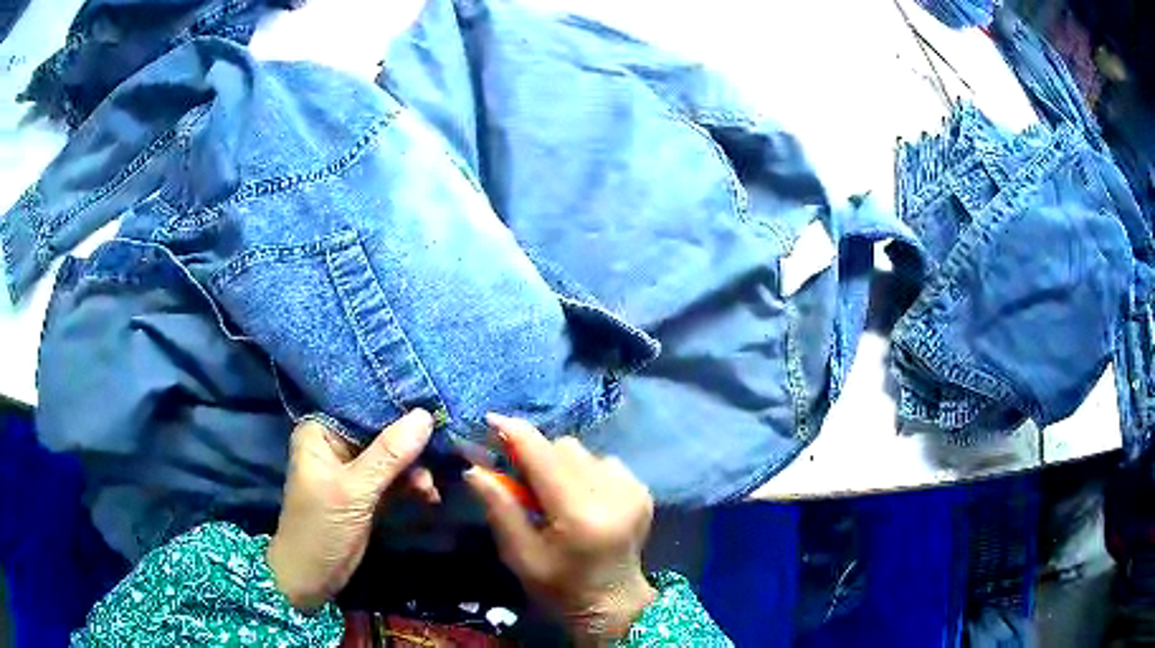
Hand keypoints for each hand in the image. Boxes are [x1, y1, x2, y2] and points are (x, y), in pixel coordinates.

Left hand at [267, 410, 434, 612]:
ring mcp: (353, 470)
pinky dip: (412, 486)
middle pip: (381, 431)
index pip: (362, 406)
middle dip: (411, 443)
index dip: (397, 406)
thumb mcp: (354, 490)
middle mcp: (336, 444)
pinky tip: (429, 495)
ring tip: (430, 487)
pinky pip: (395, 479)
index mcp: (321, 431)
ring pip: (393, 457)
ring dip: (415, 469)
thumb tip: (426, 415)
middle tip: (443, 451)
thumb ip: (389, 454)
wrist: (312, 577)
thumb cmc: (320, 527)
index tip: (434, 405)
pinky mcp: (366, 493)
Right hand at [465, 414, 656, 644]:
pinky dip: (584, 471)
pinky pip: (602, 461)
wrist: (613, 602)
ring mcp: (632, 489)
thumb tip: (474, 467)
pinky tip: (580, 499)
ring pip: (582, 451)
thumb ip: (500, 508)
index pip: (543, 456)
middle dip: (536, 455)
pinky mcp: (642, 490)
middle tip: (519, 479)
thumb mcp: (519, 555)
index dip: (514, 433)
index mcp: (579, 514)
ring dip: (560, 464)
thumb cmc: (559, 586)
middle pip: (563, 448)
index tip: (490, 420)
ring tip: (552, 494)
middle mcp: (611, 493)